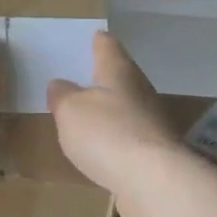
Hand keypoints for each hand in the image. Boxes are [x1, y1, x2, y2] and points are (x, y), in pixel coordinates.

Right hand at [47, 32, 190, 216]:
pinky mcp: (155, 152)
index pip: (108, 46)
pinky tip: (104, 149)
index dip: (99, 41)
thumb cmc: (107, 133)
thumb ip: (62, 95)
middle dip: (104, 77)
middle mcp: (140, 90)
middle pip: (121, 76)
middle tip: (82, 79)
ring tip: (88, 116)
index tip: (93, 36)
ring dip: (111, 110)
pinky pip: (130, 137)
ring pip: (128, 107)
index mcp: (119, 71)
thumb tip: (60, 84)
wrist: (153, 181)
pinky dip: (117, 138)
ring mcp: (152, 122)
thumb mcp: (70, 110)